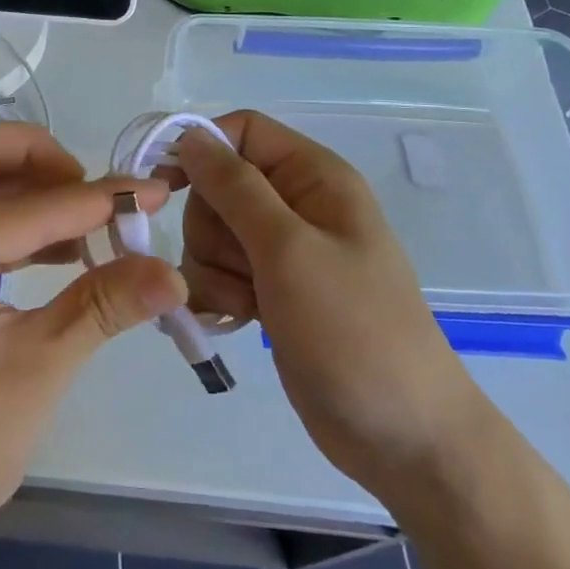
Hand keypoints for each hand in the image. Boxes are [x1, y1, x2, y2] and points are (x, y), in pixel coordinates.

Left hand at [0, 122, 186, 555]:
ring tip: (82, 222)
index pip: (33, 204)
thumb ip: (105, 304)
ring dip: (25, 183)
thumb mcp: (41, 366)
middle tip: (88, 192)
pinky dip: (11, 215)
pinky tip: (58, 252)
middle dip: (37, 156)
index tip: (152, 192)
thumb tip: (175, 273)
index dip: (99, 197)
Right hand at [172, 111, 482, 495]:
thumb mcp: (289, 249)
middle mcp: (296, 204)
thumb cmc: (353, 330)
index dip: (202, 149)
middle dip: (211, 226)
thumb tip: (192, 137)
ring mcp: (283, 250)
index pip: (243, 130)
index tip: (166, 185)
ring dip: (213, 267)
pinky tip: (238, 319)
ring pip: (211, 231)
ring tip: (248, 303)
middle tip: (240, 266)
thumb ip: (235, 188)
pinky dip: (217, 292)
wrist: (403, 438)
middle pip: (219, 184)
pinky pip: (218, 270)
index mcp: (313, 176)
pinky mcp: (270, 290)